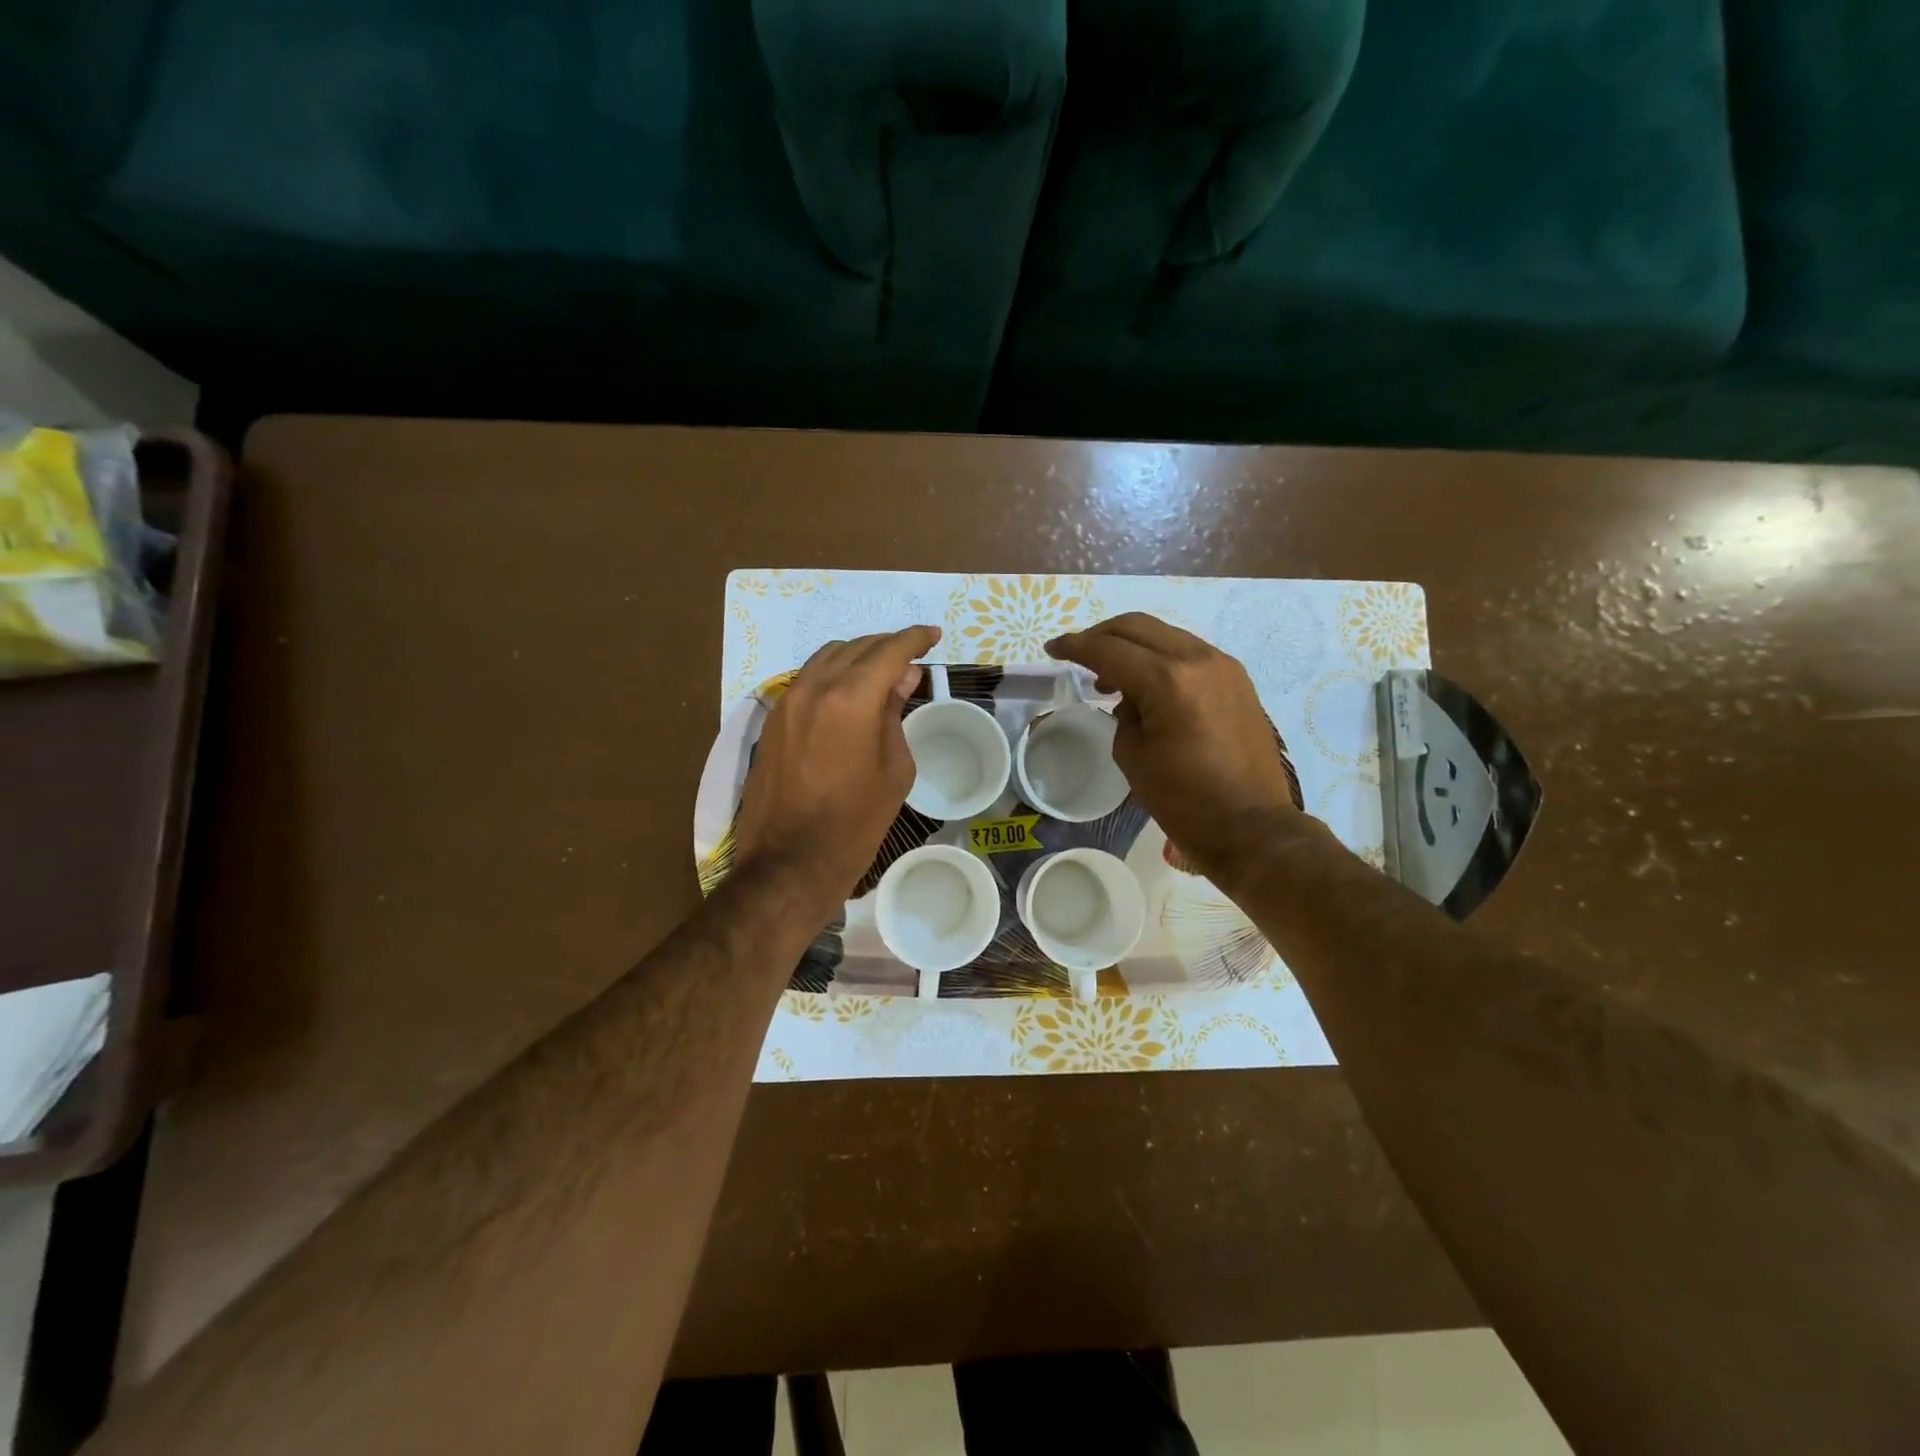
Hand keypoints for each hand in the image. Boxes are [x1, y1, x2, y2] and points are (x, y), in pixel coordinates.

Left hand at [736, 625, 940, 917]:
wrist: (789, 862)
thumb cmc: (855, 823)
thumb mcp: (894, 770)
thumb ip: (895, 713)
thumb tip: (901, 677)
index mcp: (850, 699)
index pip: (889, 650)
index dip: (915, 638)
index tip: (933, 636)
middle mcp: (814, 688)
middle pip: (857, 646)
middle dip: (888, 645)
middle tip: (913, 658)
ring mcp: (787, 701)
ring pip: (828, 657)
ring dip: (858, 655)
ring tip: (882, 672)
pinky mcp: (773, 719)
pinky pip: (808, 678)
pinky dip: (834, 673)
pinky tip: (849, 692)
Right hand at [1046, 613, 1305, 881]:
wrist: (1252, 826)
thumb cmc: (1185, 801)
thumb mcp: (1134, 757)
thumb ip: (1123, 715)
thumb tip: (1130, 698)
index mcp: (1168, 681)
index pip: (1109, 649)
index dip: (1075, 646)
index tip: (1052, 649)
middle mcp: (1198, 660)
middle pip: (1138, 627)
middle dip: (1101, 635)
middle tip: (1077, 654)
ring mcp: (1223, 666)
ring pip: (1165, 635)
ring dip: (1132, 645)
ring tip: (1109, 677)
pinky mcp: (1237, 680)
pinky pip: (1188, 653)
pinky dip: (1159, 658)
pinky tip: (1146, 685)